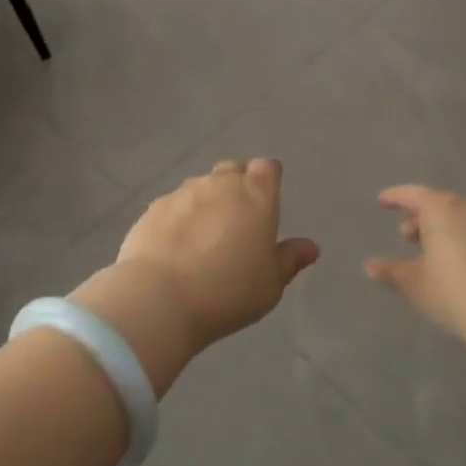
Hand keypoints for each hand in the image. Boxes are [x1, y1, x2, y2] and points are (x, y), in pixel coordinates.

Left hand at [72, 160, 318, 392]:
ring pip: (201, 187)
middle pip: (232, 170)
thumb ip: (290, 259)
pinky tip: (176, 247)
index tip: (266, 201)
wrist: (160, 297)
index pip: (267, 168)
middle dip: (237, 187)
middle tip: (238, 221)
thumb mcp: (270, 284)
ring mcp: (184, 192)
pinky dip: (179, 218)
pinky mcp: (154, 208)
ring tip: (204, 238)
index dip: (267, 180)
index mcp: (256, 195)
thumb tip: (311, 247)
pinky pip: (174, 205)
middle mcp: (220, 184)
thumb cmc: (228, 291)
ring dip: (206, 203)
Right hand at [364, 185, 465, 357]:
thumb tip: (370, 266)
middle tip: (407, 237)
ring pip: (464, 220)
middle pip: (441, 205)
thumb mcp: (417, 284)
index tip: (383, 202)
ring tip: (436, 256)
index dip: (395, 198)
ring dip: (446, 232)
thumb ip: (392, 271)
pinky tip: (465, 269)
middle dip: (422, 219)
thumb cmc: (458, 294)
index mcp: (443, 208)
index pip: (413, 194)